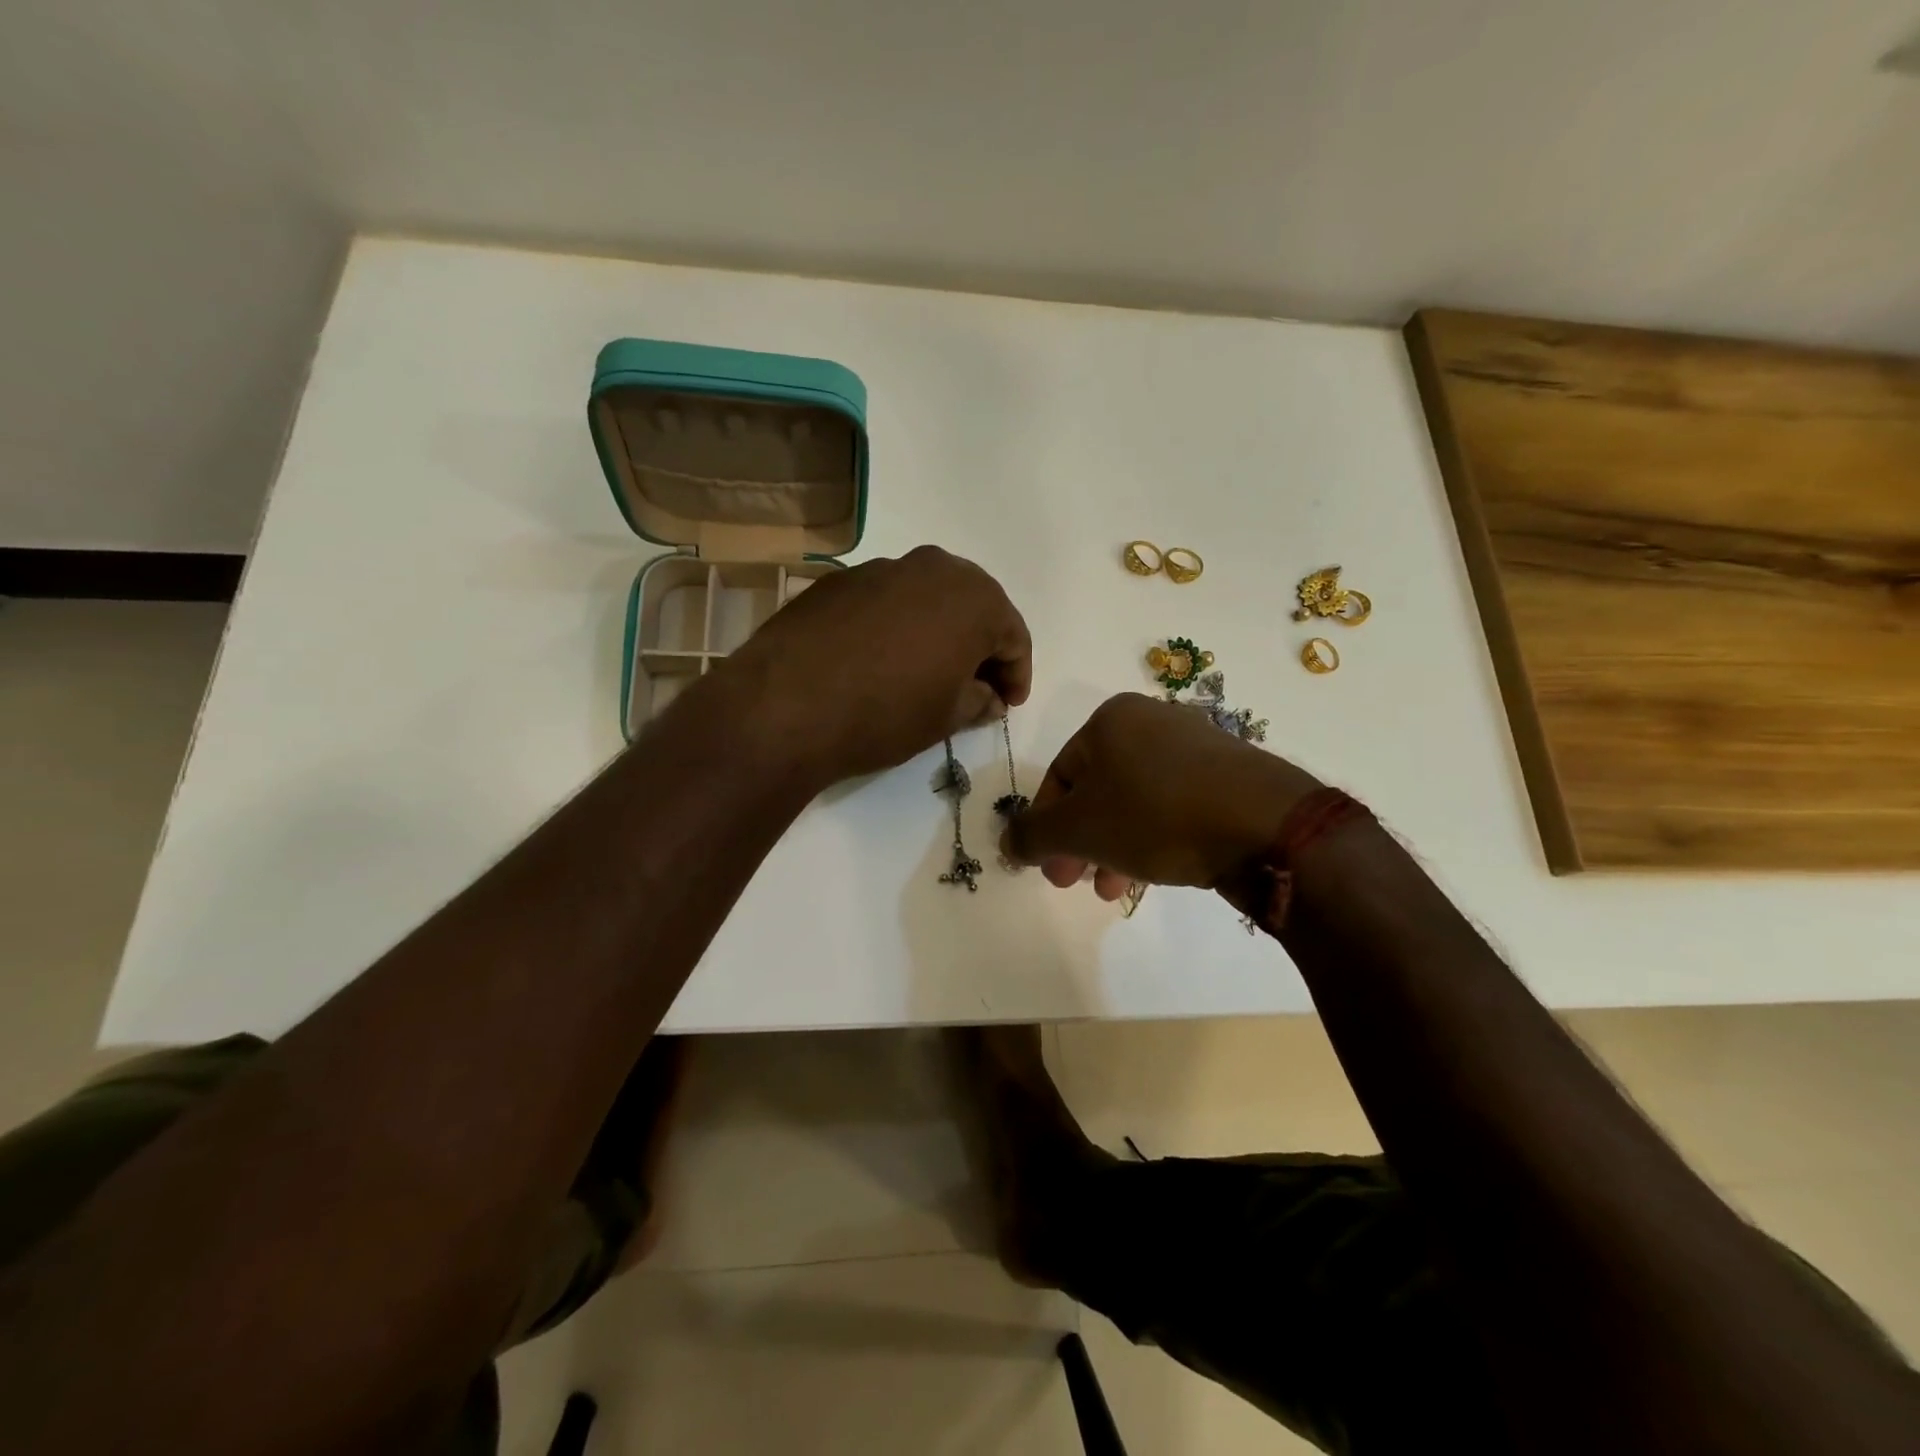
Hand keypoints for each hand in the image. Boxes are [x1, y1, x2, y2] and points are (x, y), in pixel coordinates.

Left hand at [728, 546, 1031, 784]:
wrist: (785, 705)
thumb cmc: (885, 714)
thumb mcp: (945, 718)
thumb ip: (978, 700)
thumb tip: (988, 697)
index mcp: (974, 599)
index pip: (1013, 635)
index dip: (1017, 673)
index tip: (1009, 704)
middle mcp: (933, 568)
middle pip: (973, 606)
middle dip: (980, 645)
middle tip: (976, 685)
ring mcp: (881, 568)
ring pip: (928, 598)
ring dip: (938, 630)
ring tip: (928, 671)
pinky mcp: (839, 579)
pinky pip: (886, 600)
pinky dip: (897, 625)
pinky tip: (880, 658)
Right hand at [1003, 694, 1322, 898]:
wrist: (1266, 824)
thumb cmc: (1156, 814)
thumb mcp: (1079, 829)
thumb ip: (1033, 835)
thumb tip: (1008, 842)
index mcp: (1110, 719)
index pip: (1059, 775)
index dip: (1046, 826)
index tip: (1048, 869)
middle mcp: (1151, 721)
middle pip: (1097, 789)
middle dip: (1081, 841)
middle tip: (1075, 882)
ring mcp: (1195, 746)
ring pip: (1135, 801)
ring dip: (1114, 846)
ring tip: (1113, 888)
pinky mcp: (1229, 775)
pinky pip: (1173, 806)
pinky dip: (1154, 837)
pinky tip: (1156, 872)